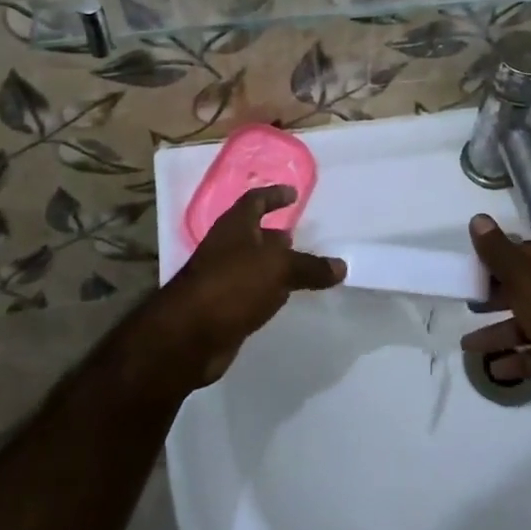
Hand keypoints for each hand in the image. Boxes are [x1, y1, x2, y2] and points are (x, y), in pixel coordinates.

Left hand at [142, 185, 344, 389]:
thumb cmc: (233, 285)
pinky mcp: (224, 307)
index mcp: (235, 226)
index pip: (255, 200)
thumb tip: (341, 266)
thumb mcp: (278, 268)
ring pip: (253, 265)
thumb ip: (310, 267)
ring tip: (300, 268)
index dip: (274, 195)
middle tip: (301, 236)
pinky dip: (268, 291)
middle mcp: (226, 247)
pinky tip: (283, 298)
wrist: (189, 335)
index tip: (293, 194)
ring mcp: (222, 278)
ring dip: (273, 264)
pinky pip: (251, 291)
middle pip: (253, 233)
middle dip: (275, 234)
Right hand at [461, 213, 530, 420]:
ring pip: (526, 323)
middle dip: (492, 298)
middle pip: (520, 289)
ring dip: (498, 334)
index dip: (490, 262)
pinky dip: (518, 360)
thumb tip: (477, 218)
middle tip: (465, 306)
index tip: (465, 273)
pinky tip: (495, 369)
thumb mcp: (526, 278)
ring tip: (468, 347)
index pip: (516, 253)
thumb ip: (498, 251)